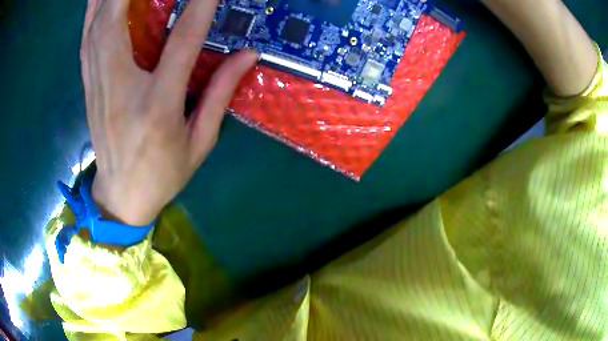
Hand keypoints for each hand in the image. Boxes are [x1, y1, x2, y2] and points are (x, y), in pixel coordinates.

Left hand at [81, 0, 256, 225]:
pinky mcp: (89, 86)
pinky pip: (86, 41)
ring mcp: (99, 86)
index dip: (200, 7)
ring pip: (96, 27)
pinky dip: (92, 12)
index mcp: (157, 106)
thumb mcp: (199, 142)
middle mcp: (121, 88)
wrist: (121, 196)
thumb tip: (247, 54)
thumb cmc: (163, 174)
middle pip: (116, 23)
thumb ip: (220, 93)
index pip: (182, 43)